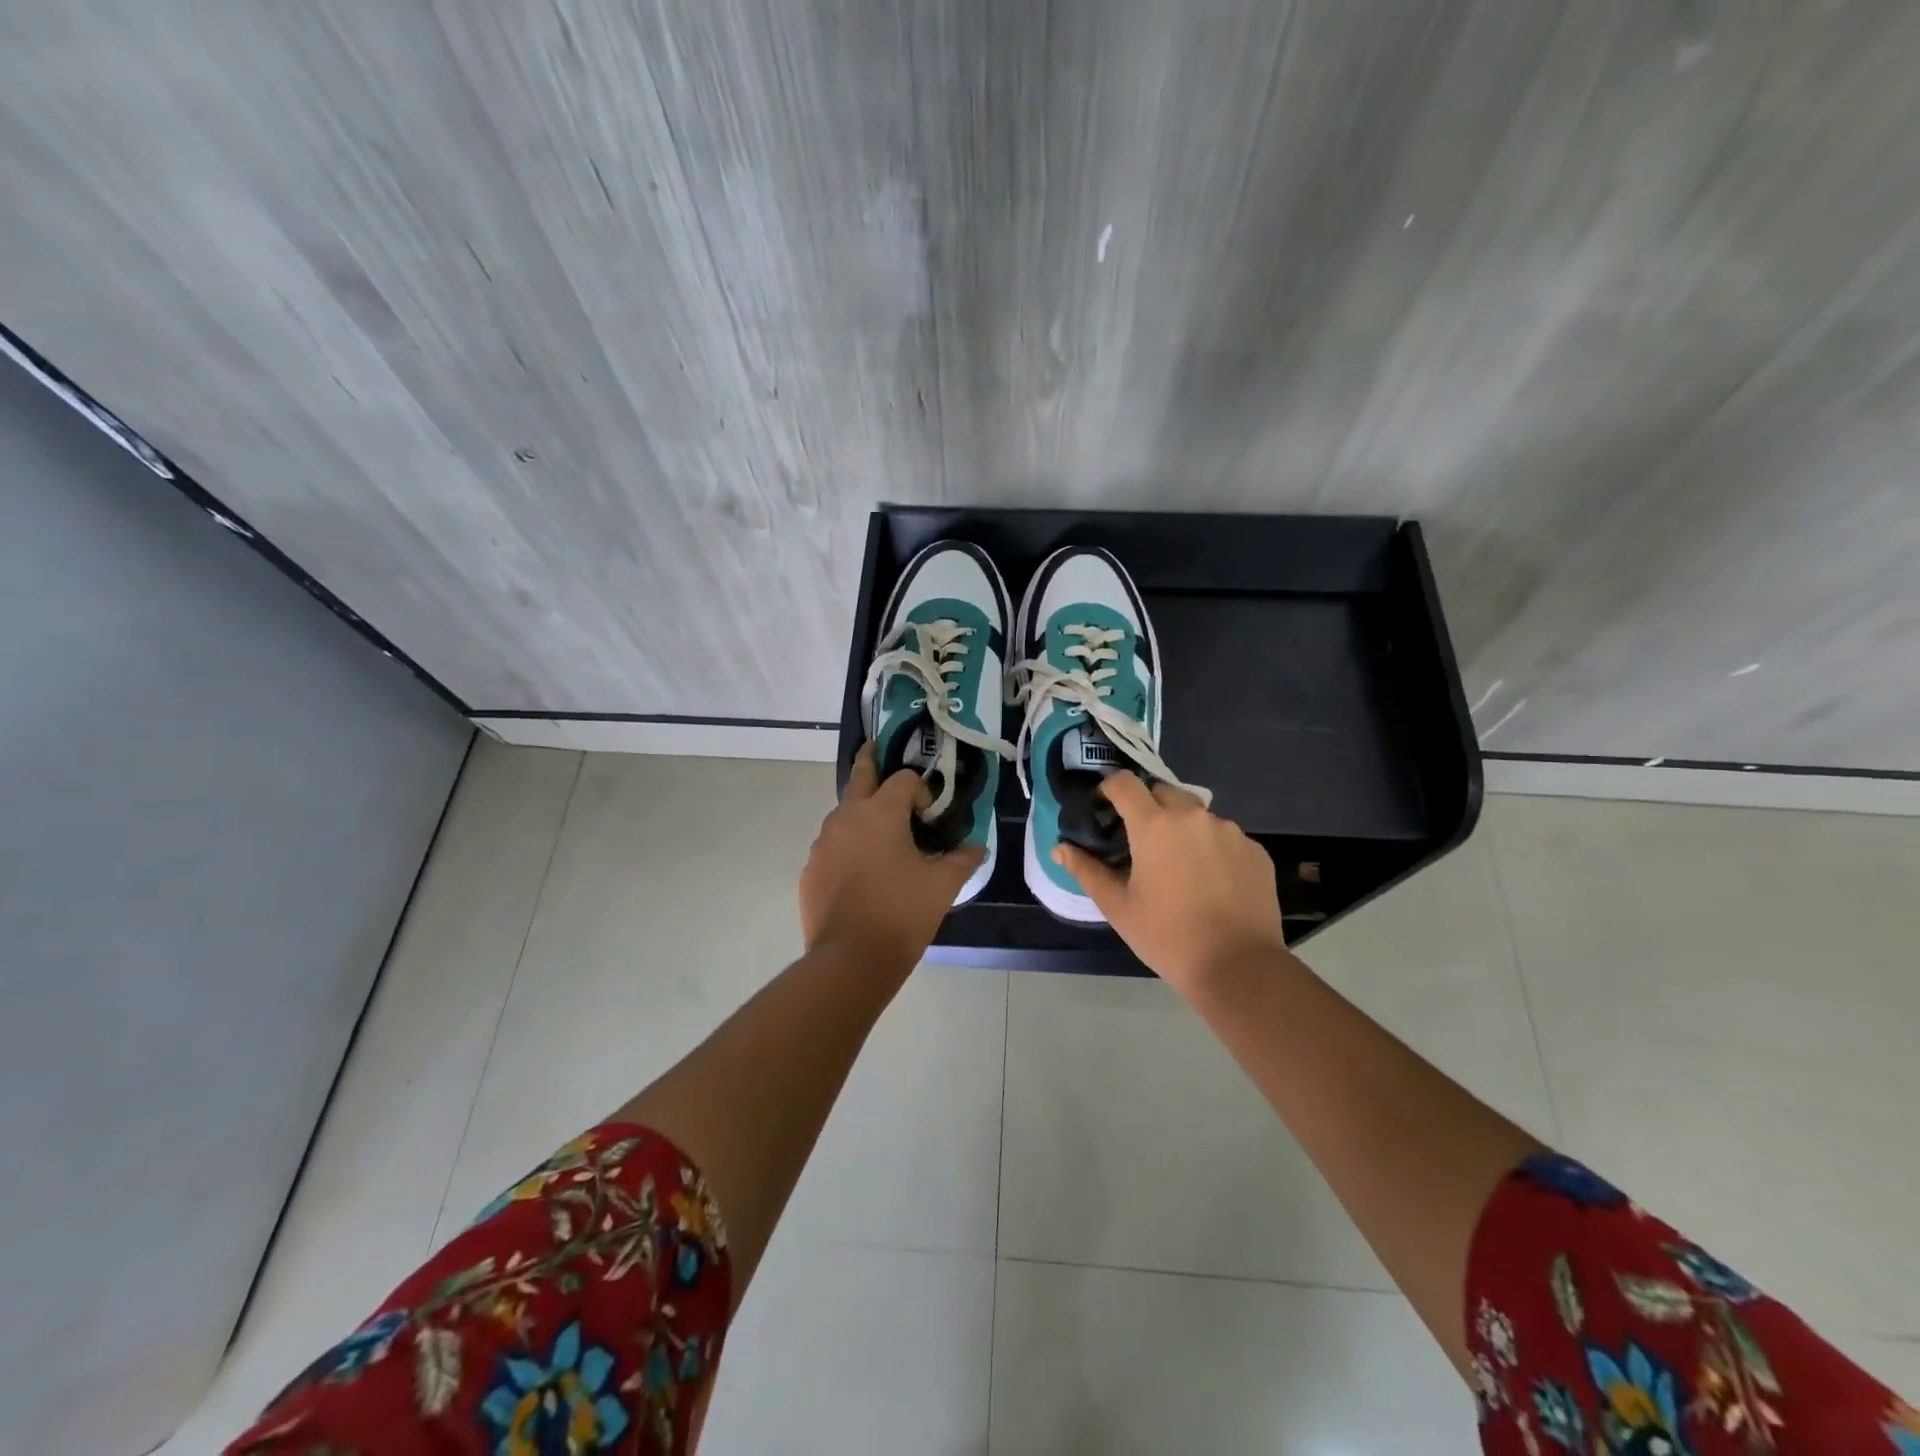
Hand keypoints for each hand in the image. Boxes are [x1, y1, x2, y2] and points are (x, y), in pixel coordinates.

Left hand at [799, 743, 983, 969]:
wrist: (850, 959)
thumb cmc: (901, 913)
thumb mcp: (942, 886)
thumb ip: (962, 860)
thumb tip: (976, 848)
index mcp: (880, 812)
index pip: (903, 779)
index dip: (921, 789)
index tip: (931, 814)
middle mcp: (846, 817)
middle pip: (860, 776)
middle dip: (870, 761)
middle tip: (877, 749)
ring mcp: (823, 843)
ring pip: (843, 814)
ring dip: (861, 814)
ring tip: (880, 835)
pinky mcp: (810, 869)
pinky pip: (832, 847)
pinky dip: (847, 847)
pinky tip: (861, 873)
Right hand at [1055, 772, 1286, 996]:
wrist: (1239, 967)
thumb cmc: (1167, 936)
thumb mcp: (1117, 907)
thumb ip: (1086, 870)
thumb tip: (1060, 848)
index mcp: (1154, 826)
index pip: (1124, 783)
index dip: (1109, 789)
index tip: (1104, 808)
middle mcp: (1193, 816)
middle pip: (1162, 792)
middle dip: (1147, 806)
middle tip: (1139, 840)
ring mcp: (1230, 831)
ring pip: (1196, 814)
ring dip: (1182, 828)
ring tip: (1178, 865)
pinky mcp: (1255, 850)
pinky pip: (1224, 837)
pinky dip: (1211, 848)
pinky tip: (1209, 881)